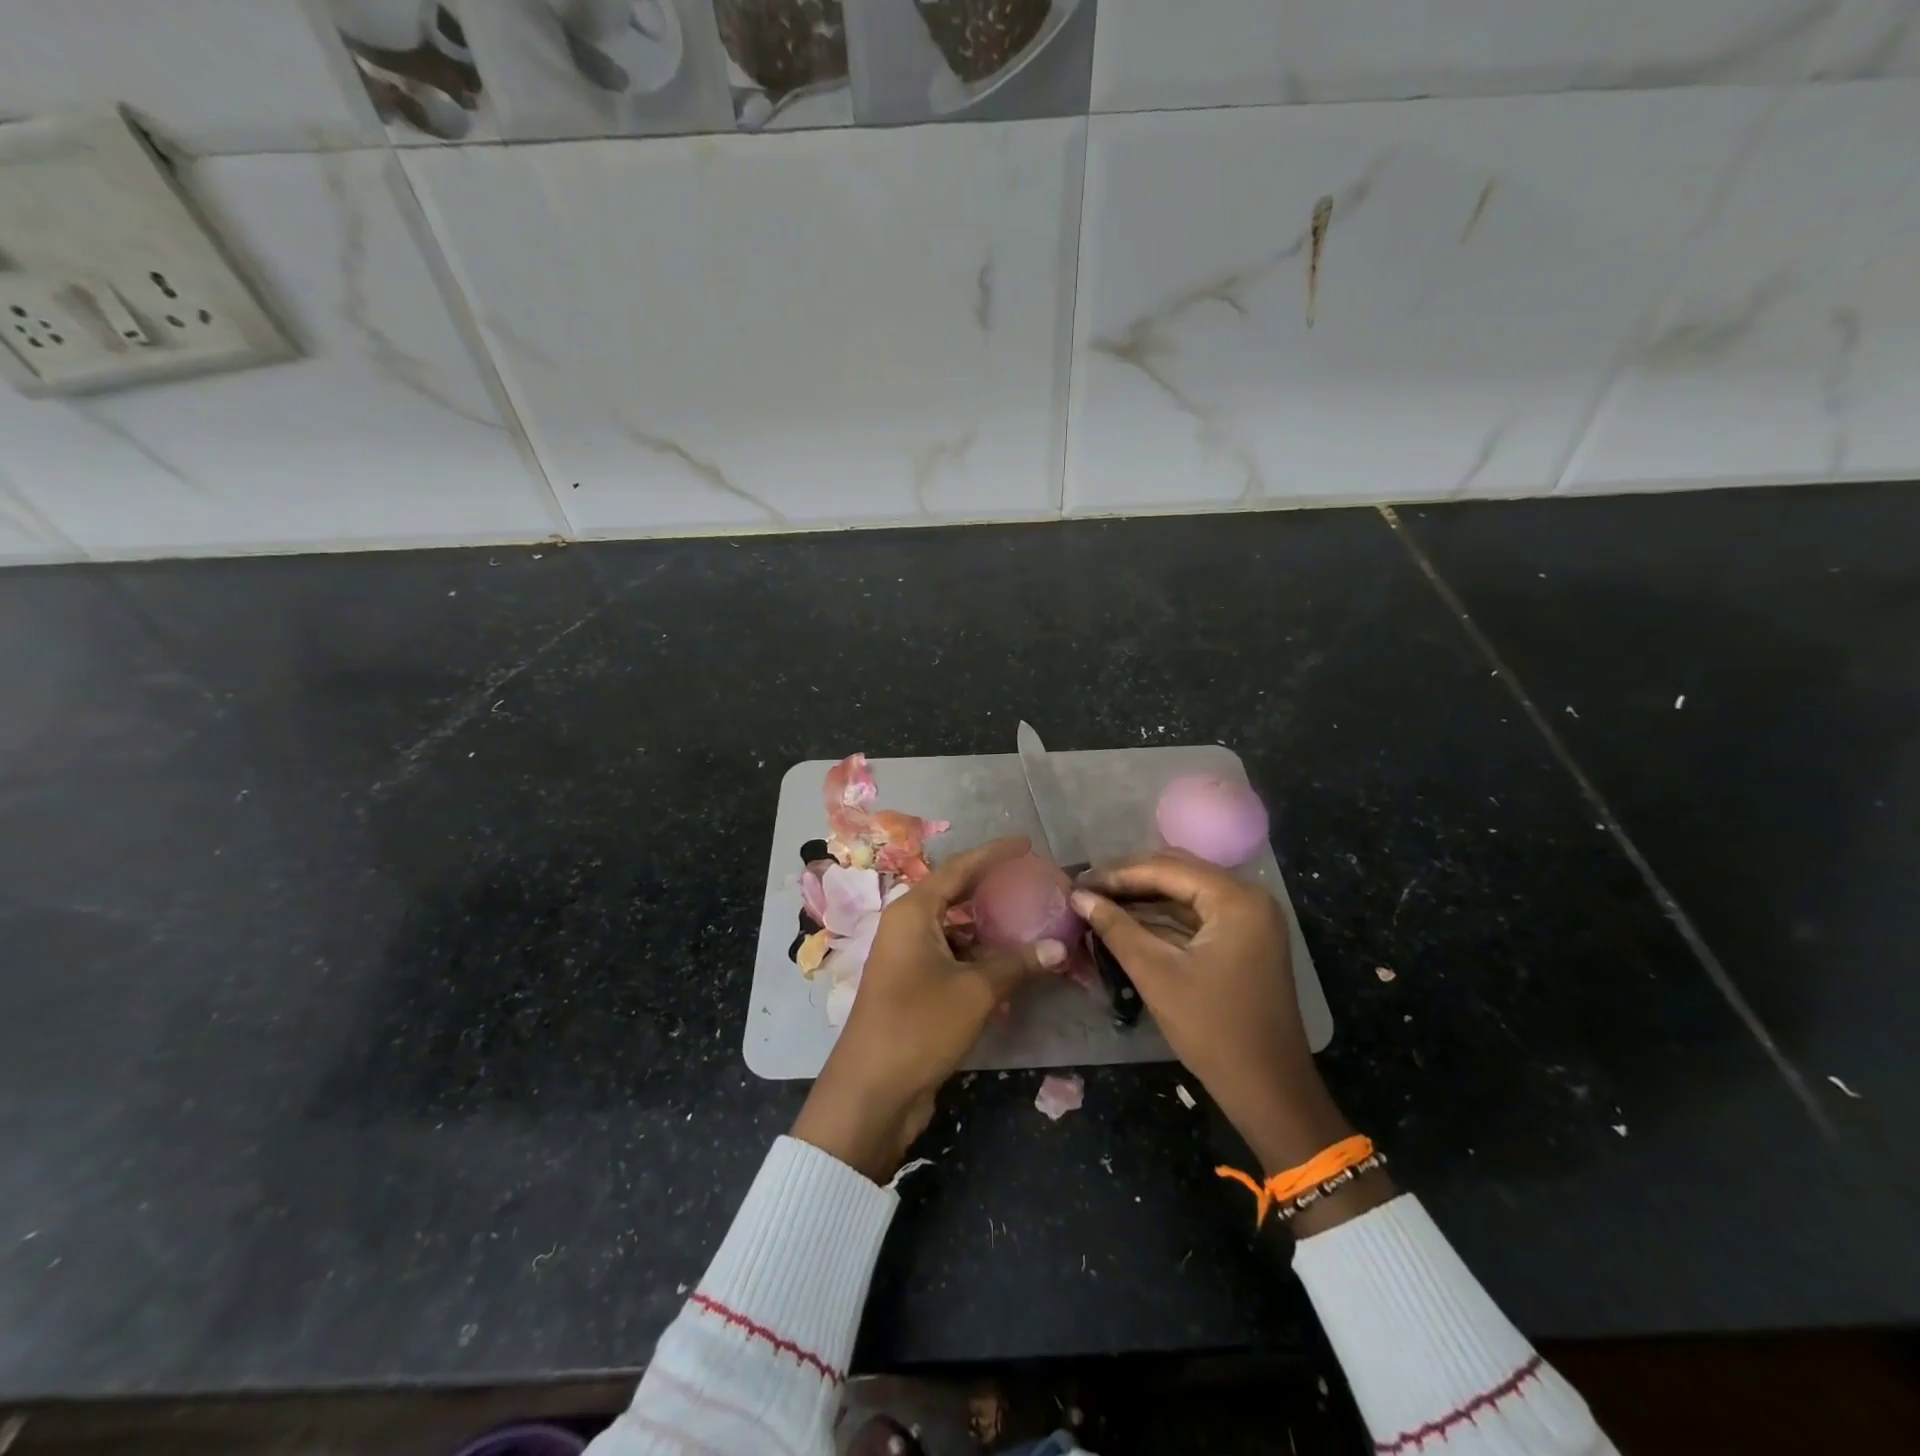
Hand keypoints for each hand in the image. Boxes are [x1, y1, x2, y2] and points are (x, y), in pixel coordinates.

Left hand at [793, 837, 1064, 1182]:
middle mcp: (908, 926)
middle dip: (995, 888)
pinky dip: (981, 956)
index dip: (995, 854)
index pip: (960, 868)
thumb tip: (1060, 947)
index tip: (1027, 844)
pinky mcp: (915, 986)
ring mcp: (909, 957)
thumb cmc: (919, 1026)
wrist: (871, 1092)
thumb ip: (1017, 963)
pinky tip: (1012, 964)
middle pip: (957, 894)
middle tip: (1035, 883)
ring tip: (1032, 920)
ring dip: (991, 927)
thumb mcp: (975, 991)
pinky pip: (954, 957)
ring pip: (957, 929)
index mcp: (913, 911)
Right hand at [1072, 853, 1363, 1193]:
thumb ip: (1116, 928)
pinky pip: (1197, 913)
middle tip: (1085, 889)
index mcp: (1236, 899)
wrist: (1270, 1091)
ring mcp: (1250, 918)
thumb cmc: (1213, 1030)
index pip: (1166, 868)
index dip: (1117, 874)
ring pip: (1186, 891)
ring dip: (1143, 895)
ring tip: (1098, 901)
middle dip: (1129, 879)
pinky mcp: (1245, 939)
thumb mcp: (1156, 974)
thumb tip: (1078, 896)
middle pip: (1178, 871)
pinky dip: (1162, 915)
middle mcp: (1249, 897)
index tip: (1077, 881)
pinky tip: (1128, 919)